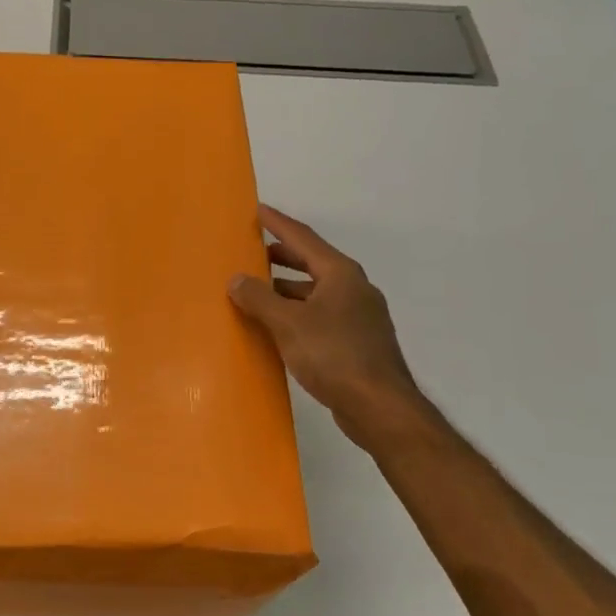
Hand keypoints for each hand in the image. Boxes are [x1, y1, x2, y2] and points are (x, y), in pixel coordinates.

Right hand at [228, 205, 424, 437]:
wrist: (378, 406)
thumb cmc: (333, 355)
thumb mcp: (288, 323)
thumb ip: (259, 298)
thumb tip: (236, 278)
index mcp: (340, 274)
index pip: (303, 238)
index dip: (278, 223)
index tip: (257, 210)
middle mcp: (353, 288)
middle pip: (311, 263)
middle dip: (281, 256)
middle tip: (252, 251)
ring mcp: (358, 316)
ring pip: (315, 292)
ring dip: (286, 288)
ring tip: (256, 290)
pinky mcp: (356, 342)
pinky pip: (320, 315)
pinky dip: (297, 313)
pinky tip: (278, 326)